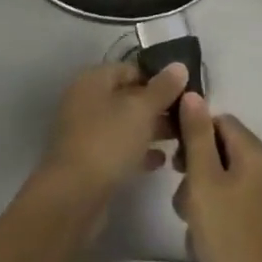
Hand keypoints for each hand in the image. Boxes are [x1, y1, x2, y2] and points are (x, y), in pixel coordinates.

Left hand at [40, 60, 189, 200]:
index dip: (158, 79)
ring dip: (151, 130)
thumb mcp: (141, 110)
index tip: (185, 93)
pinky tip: (162, 161)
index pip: (131, 69)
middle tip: (187, 118)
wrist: (74, 195)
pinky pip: (119, 148)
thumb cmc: (108, 141)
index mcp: (93, 80)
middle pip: (128, 97)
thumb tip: (179, 66)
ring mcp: (86, 131)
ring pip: (125, 124)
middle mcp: (86, 100)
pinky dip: (139, 151)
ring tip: (181, 139)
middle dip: (157, 107)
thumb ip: (162, 88)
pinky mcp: (89, 160)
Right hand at [172, 94, 261, 261]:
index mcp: (259, 153)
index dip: (194, 136)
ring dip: (210, 196)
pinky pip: (248, 205)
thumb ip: (197, 137)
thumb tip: (193, 94)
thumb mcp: (204, 185)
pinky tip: (215, 243)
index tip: (175, 165)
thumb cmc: (231, 243)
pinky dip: (228, 215)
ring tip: (194, 229)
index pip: (220, 121)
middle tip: (182, 202)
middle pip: (227, 152)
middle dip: (199, 171)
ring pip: (235, 181)